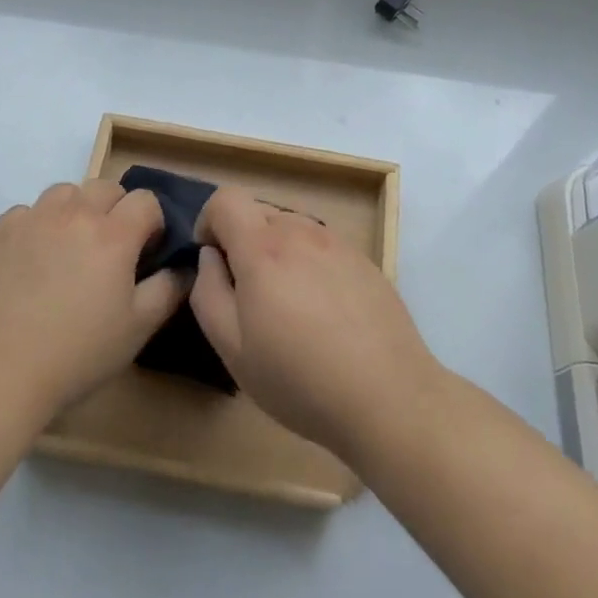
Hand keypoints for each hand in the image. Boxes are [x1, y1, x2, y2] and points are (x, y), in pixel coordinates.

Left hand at [0, 180, 185, 422]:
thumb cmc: (76, 354)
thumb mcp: (138, 329)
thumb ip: (168, 289)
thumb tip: (184, 266)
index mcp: (113, 233)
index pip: (146, 200)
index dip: (153, 223)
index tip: (146, 253)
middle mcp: (75, 213)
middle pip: (107, 187)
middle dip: (118, 210)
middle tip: (111, 251)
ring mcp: (34, 218)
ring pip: (66, 192)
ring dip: (78, 209)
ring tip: (72, 248)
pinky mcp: (0, 232)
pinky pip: (29, 211)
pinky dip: (39, 224)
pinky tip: (34, 259)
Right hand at [189, 190, 440, 462]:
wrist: (388, 398)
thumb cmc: (299, 378)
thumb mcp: (233, 348)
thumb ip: (209, 292)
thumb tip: (210, 257)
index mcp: (262, 247)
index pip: (226, 199)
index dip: (209, 222)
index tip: (213, 260)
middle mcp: (300, 232)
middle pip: (259, 212)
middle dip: (242, 240)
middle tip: (248, 294)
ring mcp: (337, 244)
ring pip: (292, 228)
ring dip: (278, 251)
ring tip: (288, 305)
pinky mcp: (364, 261)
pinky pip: (323, 246)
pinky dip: (310, 263)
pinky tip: (323, 312)